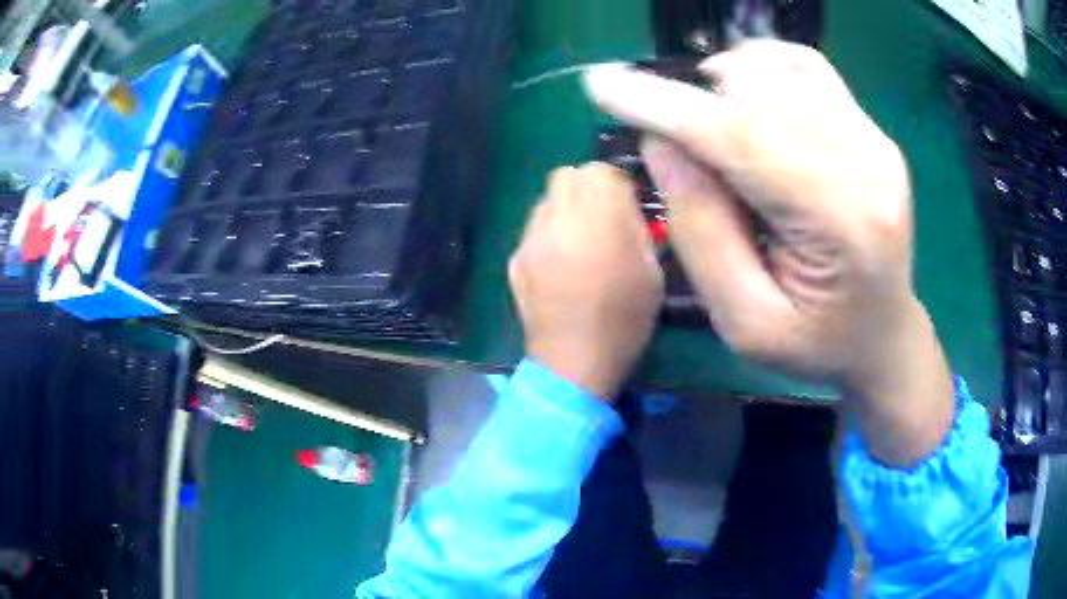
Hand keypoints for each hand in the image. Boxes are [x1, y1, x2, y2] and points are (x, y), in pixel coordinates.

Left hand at [509, 163, 664, 400]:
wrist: (572, 363)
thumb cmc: (623, 322)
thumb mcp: (651, 272)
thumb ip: (636, 227)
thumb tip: (625, 203)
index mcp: (598, 221)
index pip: (598, 170)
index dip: (614, 182)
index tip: (626, 203)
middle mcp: (558, 221)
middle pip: (566, 175)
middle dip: (587, 187)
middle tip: (603, 216)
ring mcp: (531, 239)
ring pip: (546, 199)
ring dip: (566, 208)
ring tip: (581, 240)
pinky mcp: (516, 258)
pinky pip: (534, 228)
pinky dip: (550, 233)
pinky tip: (561, 263)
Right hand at [584, 41, 953, 465]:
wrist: (882, 336)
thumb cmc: (817, 344)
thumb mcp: (745, 321)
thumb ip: (701, 230)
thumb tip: (659, 141)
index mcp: (843, 224)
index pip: (742, 137)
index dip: (665, 106)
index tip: (602, 85)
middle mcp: (868, 164)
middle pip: (757, 93)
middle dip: (692, 103)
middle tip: (670, 140)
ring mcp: (874, 139)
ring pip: (777, 72)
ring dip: (724, 88)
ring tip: (712, 133)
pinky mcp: (871, 128)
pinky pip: (806, 66)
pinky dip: (761, 67)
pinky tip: (745, 95)